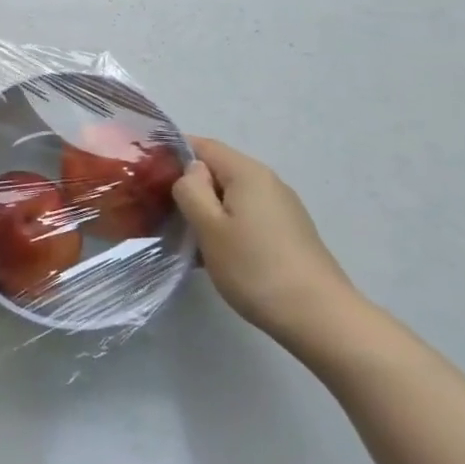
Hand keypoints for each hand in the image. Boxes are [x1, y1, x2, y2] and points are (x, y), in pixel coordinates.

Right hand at [171, 136, 361, 345]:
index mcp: (247, 173)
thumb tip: (191, 171)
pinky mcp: (287, 233)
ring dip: (205, 210)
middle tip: (157, 209)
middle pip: (218, 171)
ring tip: (180, 235)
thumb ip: (191, 190)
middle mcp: (267, 182)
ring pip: (231, 197)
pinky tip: (212, 254)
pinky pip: (245, 217)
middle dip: (187, 186)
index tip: (146, 175)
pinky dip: (224, 226)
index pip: (203, 146)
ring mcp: (281, 208)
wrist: (319, 317)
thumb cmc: (255, 268)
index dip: (172, 153)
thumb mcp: (209, 227)